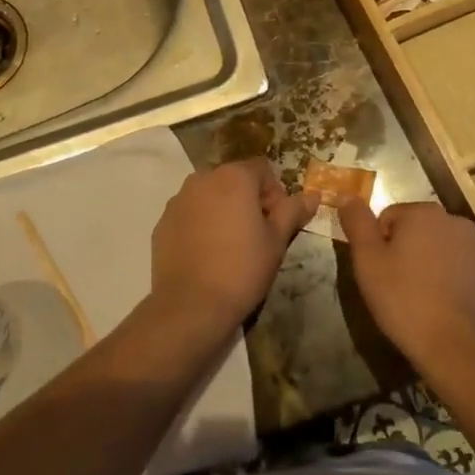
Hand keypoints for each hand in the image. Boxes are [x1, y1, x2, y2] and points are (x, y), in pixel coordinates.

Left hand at [150, 160, 317, 334]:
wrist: (191, 305)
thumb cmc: (242, 268)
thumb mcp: (276, 241)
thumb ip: (293, 212)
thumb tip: (312, 196)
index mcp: (233, 177)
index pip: (262, 169)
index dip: (275, 193)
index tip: (277, 223)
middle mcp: (202, 179)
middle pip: (234, 179)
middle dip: (248, 200)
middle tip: (257, 235)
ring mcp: (178, 200)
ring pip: (209, 196)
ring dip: (223, 210)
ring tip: (230, 246)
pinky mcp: (162, 222)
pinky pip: (189, 214)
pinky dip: (200, 225)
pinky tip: (207, 255)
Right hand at [339, 200, 474, 374]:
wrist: (459, 348)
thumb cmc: (405, 300)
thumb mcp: (367, 261)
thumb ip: (357, 223)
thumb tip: (346, 195)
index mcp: (423, 213)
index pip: (390, 218)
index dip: (380, 245)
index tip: (381, 273)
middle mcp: (456, 222)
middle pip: (420, 230)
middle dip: (409, 251)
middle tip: (400, 286)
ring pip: (445, 249)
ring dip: (434, 265)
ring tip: (424, 299)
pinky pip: (467, 271)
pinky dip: (457, 282)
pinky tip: (449, 307)